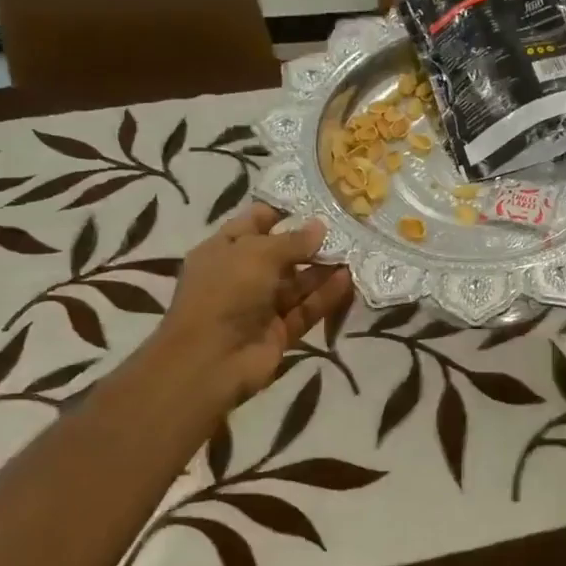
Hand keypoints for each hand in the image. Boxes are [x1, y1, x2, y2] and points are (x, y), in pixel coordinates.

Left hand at [156, 205, 351, 405]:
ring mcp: (261, 306)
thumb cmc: (225, 293)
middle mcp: (241, 277)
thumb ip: (292, 241)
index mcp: (223, 251)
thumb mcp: (257, 254)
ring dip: (323, 269)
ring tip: (354, 252)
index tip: (314, 204)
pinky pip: (306, 309)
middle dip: (309, 243)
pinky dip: (325, 296)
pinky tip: (348, 279)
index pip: (253, 224)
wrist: (211, 361)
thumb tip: (320, 226)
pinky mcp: (280, 331)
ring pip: (297, 283)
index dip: (280, 213)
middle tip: (345, 229)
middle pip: (280, 255)